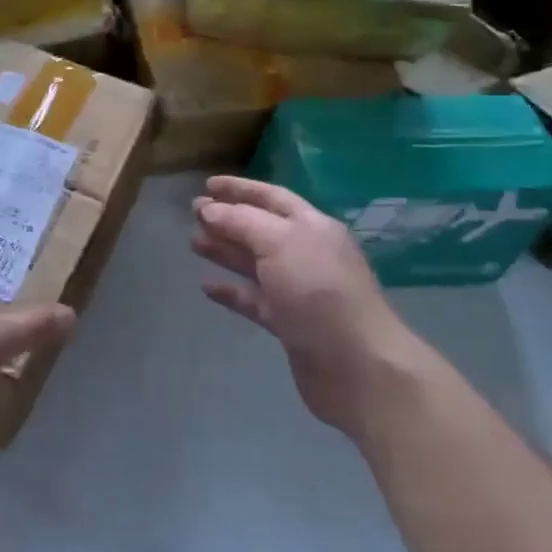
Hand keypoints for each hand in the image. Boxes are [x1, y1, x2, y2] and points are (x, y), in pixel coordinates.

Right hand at [192, 175, 396, 430]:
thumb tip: (208, 209)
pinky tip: (207, 287)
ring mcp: (299, 290)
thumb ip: (241, 222)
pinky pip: (254, 300)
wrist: (357, 367)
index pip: (272, 197)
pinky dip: (232, 291)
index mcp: (312, 227)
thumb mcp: (280, 243)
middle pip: (261, 229)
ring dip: (225, 251)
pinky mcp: (290, 324)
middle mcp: (307, 254)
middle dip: (228, 219)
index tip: (207, 184)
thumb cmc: (319, 292)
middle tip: (193, 213)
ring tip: (193, 242)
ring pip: (255, 263)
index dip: (240, 188)